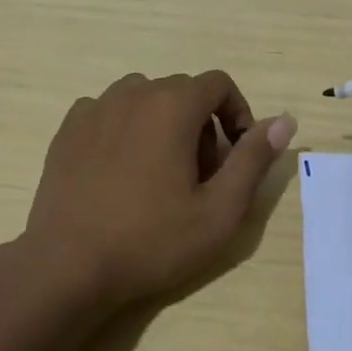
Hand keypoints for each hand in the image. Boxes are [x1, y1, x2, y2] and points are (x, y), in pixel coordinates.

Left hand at [22, 71, 296, 311]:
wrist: (67, 266)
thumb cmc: (151, 240)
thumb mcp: (219, 210)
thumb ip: (253, 159)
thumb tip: (284, 120)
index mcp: (172, 105)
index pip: (218, 84)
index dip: (237, 113)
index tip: (237, 155)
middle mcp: (133, 93)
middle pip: (182, 92)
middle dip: (202, 125)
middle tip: (200, 178)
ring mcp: (95, 108)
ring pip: (144, 99)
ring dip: (163, 124)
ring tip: (160, 175)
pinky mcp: (68, 129)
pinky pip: (109, 113)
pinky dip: (125, 130)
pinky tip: (120, 173)